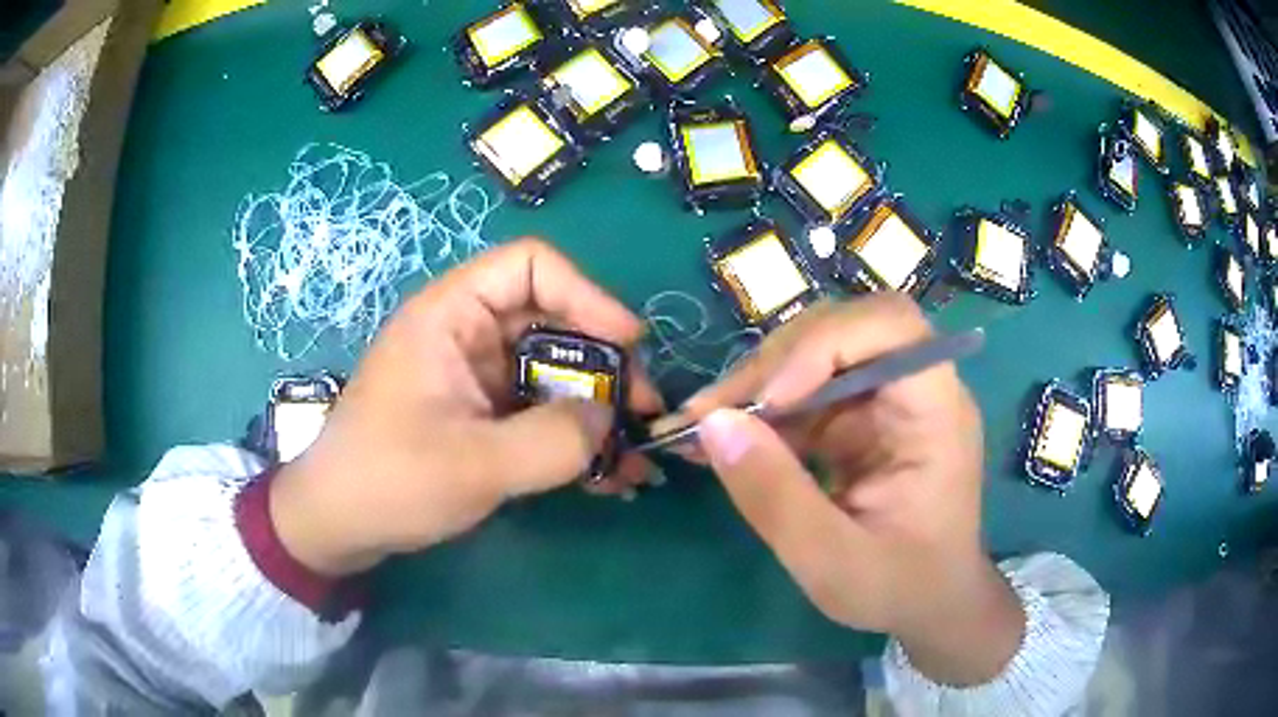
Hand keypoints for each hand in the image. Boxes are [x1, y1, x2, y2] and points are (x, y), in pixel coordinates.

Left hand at [269, 239, 662, 576]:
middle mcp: (467, 335)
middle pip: (553, 323)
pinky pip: (539, 413)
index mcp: (451, 316)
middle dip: (605, 367)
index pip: (531, 267)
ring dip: (598, 412)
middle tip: (645, 413)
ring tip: (637, 455)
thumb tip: (610, 418)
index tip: (629, 343)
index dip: (586, 294)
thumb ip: (554, 440)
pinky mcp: (481, 417)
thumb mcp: (476, 464)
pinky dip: (574, 439)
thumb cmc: (390, 481)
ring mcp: (476, 379)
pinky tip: (608, 476)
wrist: (339, 527)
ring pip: (553, 374)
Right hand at [665, 296, 1022, 685]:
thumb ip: (775, 497)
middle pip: (842, 331)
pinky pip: (803, 394)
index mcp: (935, 412)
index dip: (825, 342)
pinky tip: (721, 440)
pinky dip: (760, 413)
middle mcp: (913, 391)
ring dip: (755, 387)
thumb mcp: (832, 561)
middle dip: (773, 365)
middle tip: (711, 415)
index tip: (771, 399)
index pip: (891, 325)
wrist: (929, 606)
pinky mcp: (858, 421)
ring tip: (700, 429)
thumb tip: (712, 424)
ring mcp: (884, 403)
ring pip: (813, 357)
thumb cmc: (900, 587)